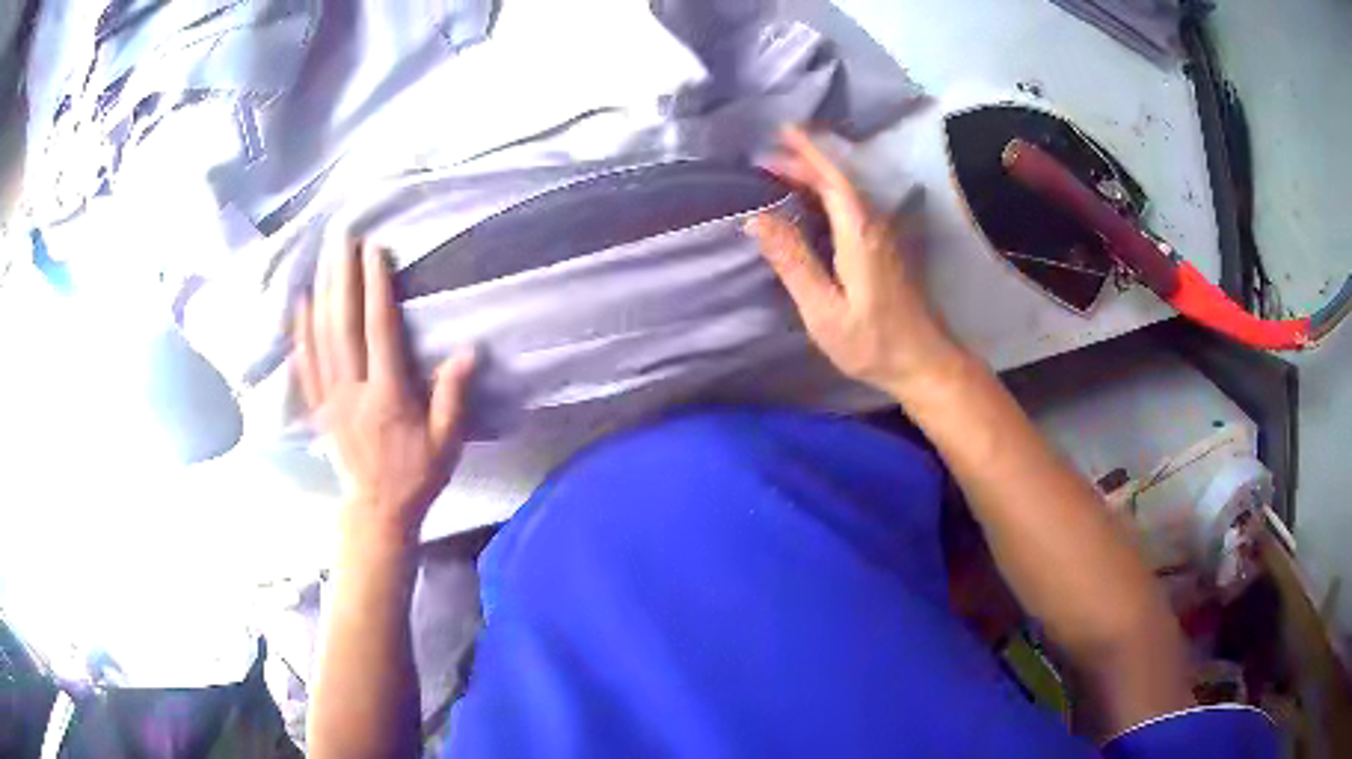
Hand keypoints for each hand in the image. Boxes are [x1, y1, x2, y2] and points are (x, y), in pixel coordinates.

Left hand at [294, 240, 474, 546]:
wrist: (377, 511)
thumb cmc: (416, 475)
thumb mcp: (447, 442)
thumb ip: (453, 396)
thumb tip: (469, 350)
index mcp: (387, 395)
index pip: (379, 331)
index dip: (376, 288)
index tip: (374, 251)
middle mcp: (354, 390)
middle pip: (342, 325)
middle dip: (342, 277)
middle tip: (341, 239)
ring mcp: (331, 398)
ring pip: (321, 338)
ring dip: (322, 294)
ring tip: (323, 258)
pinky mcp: (320, 408)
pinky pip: (307, 364)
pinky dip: (302, 331)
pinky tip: (301, 305)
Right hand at [747, 127, 963, 396]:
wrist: (924, 364)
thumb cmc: (873, 343)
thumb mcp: (824, 310)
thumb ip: (793, 262)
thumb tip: (756, 218)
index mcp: (859, 233)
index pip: (832, 178)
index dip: (808, 151)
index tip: (782, 130)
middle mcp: (874, 225)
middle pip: (839, 181)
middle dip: (804, 163)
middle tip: (765, 159)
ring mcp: (883, 237)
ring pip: (846, 193)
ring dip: (815, 178)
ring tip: (780, 174)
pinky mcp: (885, 251)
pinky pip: (851, 208)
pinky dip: (826, 197)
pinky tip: (810, 207)